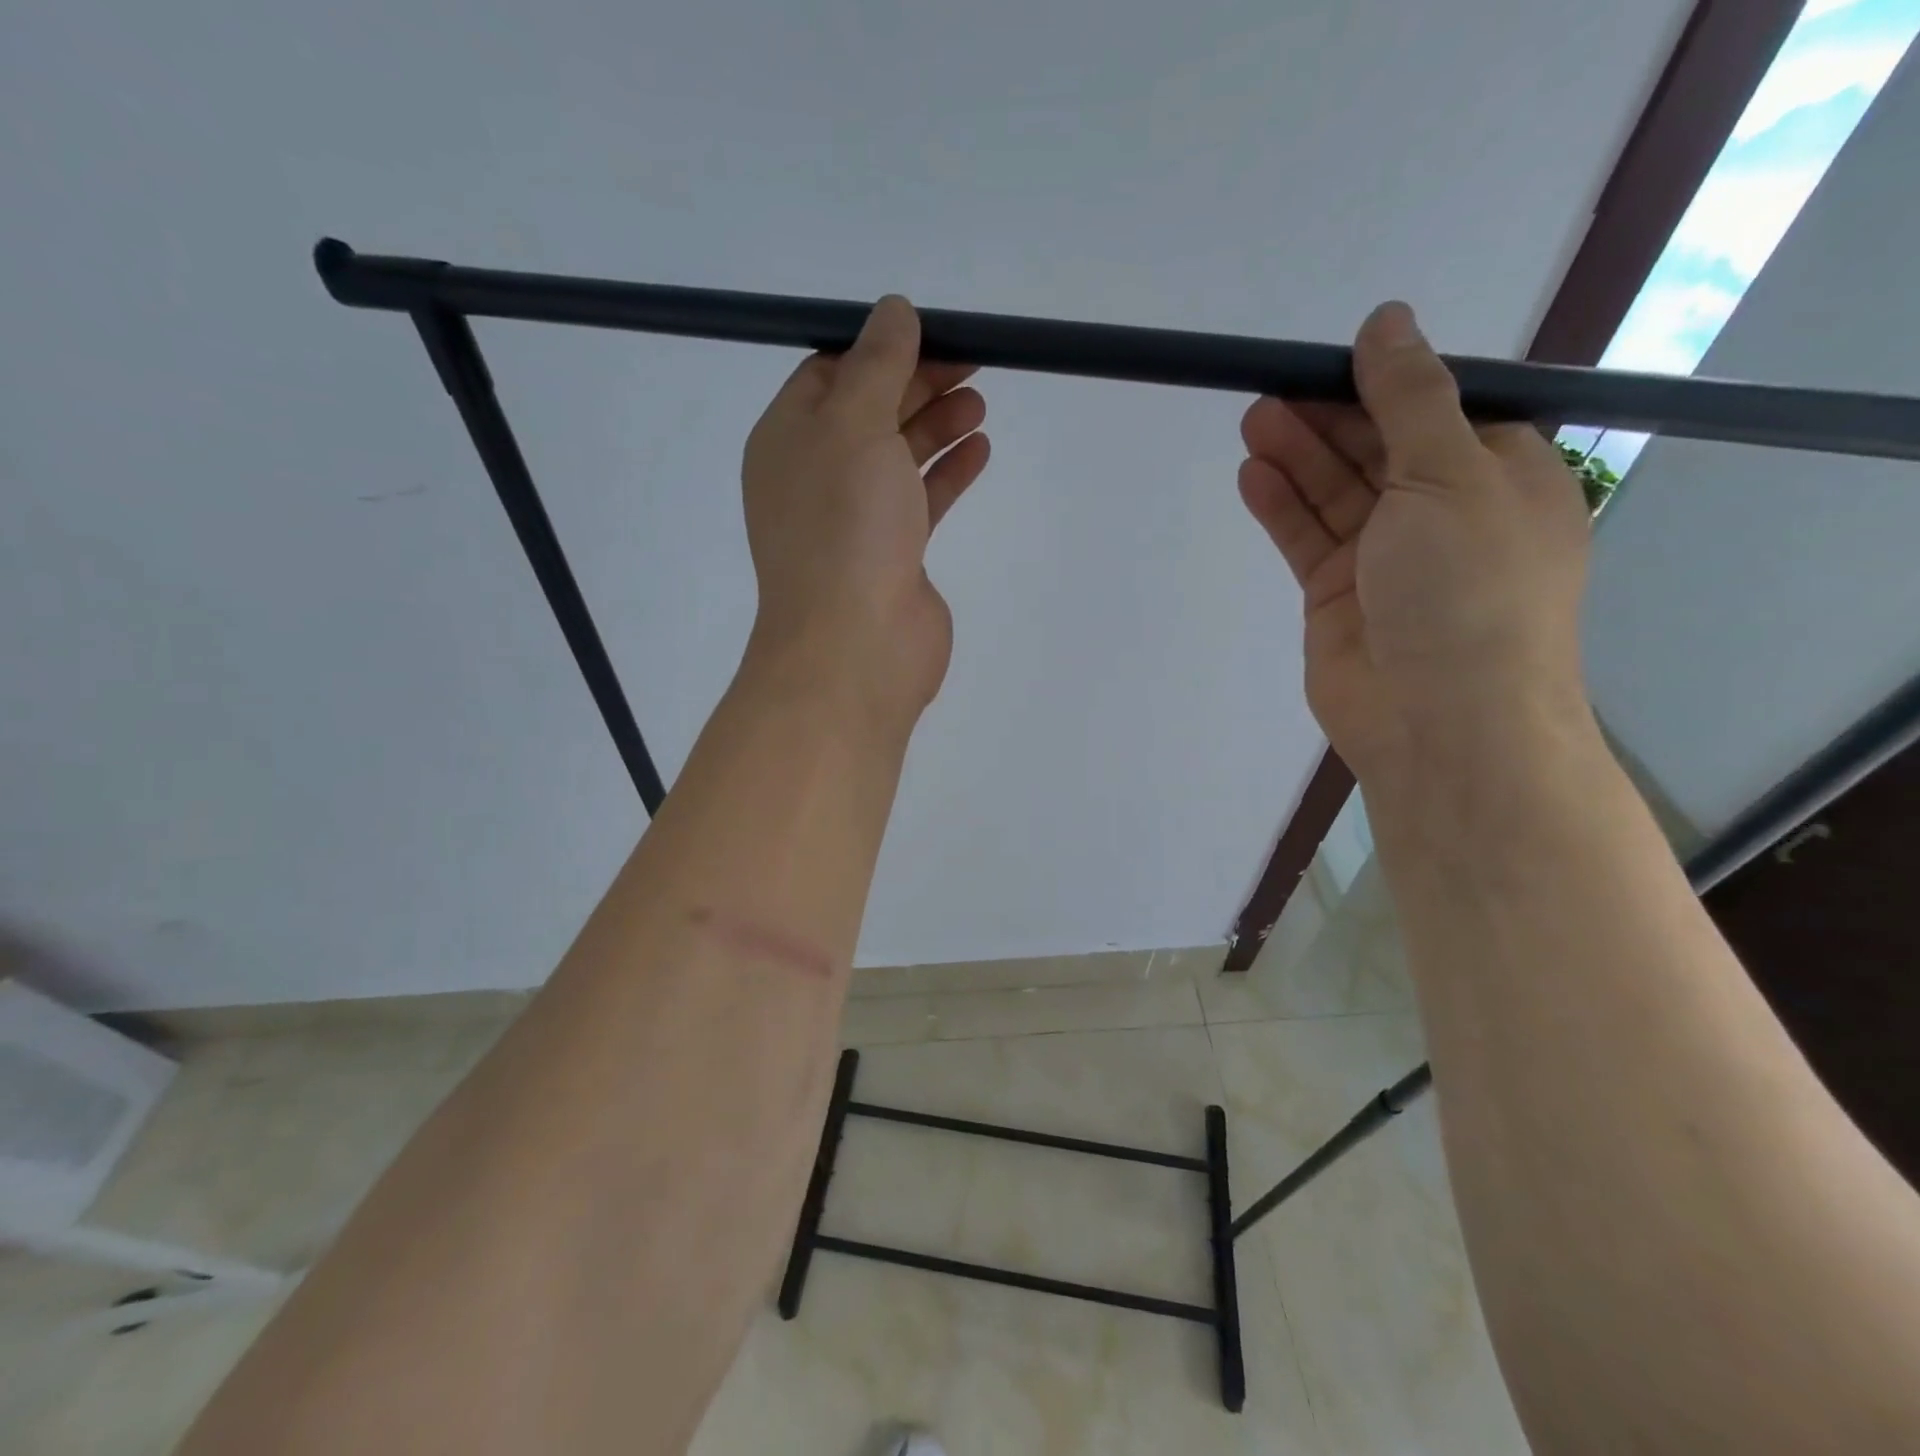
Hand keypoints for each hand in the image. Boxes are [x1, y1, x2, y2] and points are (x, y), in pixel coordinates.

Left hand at [741, 297, 989, 725]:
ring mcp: (855, 521)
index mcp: (788, 440)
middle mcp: (816, 477)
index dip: (878, 348)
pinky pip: (920, 500)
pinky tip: (980, 449)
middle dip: (918, 383)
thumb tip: (894, 311)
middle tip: (973, 361)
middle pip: (870, 413)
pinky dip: (947, 473)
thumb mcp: (854, 425)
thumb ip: (877, 365)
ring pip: (897, 457)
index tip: (931, 331)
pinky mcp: (892, 556)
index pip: (829, 375)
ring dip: (937, 425)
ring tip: (981, 402)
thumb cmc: (844, 527)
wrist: (855, 646)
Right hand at [1238, 302, 1593, 786]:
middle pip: (1377, 449)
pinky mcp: (1338, 597)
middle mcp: (1444, 514)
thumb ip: (1410, 398)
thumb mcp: (1450, 475)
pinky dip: (1282, 508)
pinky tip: (1253, 476)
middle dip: (1327, 418)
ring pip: (1335, 494)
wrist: (1442, 722)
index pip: (1438, 410)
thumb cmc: (1467, 589)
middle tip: (1272, 389)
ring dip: (1297, 457)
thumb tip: (1387, 320)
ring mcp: (1387, 559)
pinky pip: (1307, 539)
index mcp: (1499, 476)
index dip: (1384, 382)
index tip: (1329, 359)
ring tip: (1253, 420)